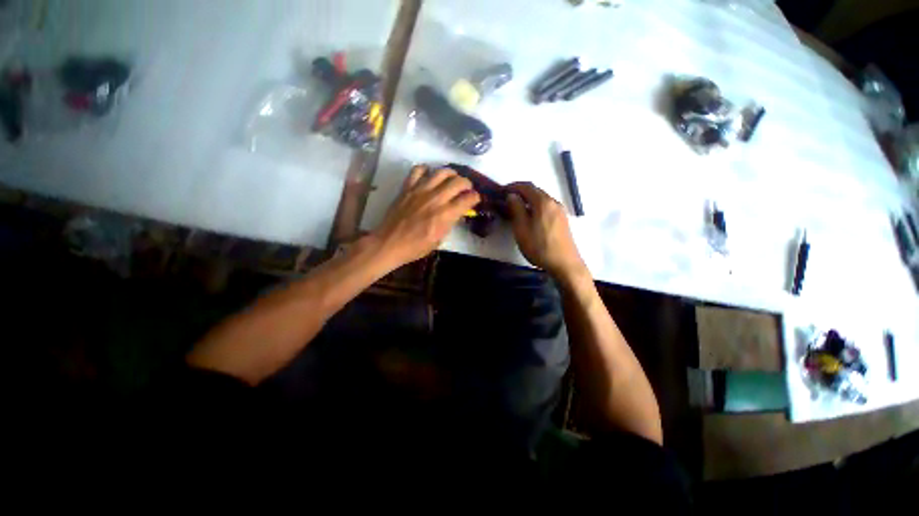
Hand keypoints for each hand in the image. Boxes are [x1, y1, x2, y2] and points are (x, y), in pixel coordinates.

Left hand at [372, 165, 479, 267]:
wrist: (390, 243)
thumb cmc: (416, 247)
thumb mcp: (439, 240)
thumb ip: (449, 223)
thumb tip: (455, 212)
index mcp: (445, 215)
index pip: (468, 198)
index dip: (475, 197)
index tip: (475, 199)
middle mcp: (436, 199)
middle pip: (458, 181)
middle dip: (467, 183)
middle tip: (466, 188)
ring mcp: (420, 190)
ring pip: (442, 172)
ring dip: (451, 174)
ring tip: (452, 179)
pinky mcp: (407, 187)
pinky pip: (418, 170)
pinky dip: (426, 170)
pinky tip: (429, 176)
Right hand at [506, 182, 585, 278]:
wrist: (565, 264)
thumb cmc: (539, 247)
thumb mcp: (521, 229)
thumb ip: (516, 209)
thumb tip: (512, 196)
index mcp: (543, 202)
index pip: (526, 186)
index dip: (512, 186)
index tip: (501, 191)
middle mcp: (553, 202)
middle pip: (535, 191)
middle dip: (520, 192)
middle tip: (507, 199)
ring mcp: (560, 211)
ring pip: (541, 199)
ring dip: (528, 199)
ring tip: (516, 208)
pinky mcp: (563, 219)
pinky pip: (547, 207)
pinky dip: (536, 206)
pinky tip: (530, 216)